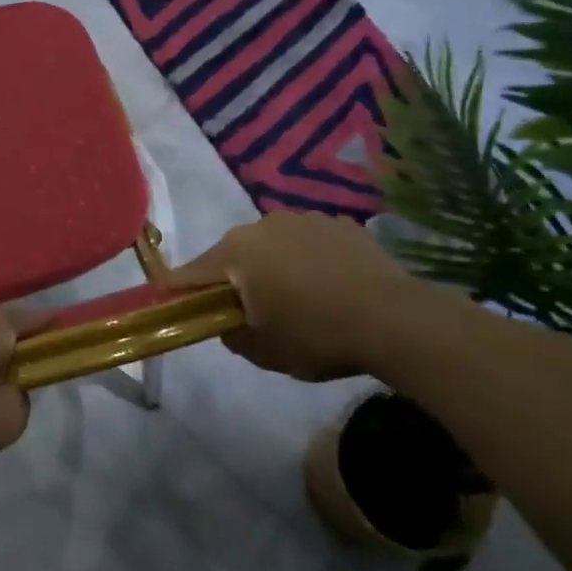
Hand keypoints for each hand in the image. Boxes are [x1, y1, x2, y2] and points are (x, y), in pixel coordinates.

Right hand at [170, 211, 420, 381]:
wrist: (396, 320)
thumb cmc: (317, 336)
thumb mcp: (263, 351)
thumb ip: (231, 334)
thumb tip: (227, 322)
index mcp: (236, 252)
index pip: (191, 273)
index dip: (179, 291)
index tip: (175, 304)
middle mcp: (263, 224)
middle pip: (233, 255)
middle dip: (234, 279)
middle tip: (250, 311)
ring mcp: (305, 219)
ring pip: (273, 245)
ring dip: (274, 267)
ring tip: (299, 299)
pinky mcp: (341, 223)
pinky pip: (309, 243)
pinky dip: (309, 260)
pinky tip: (330, 286)